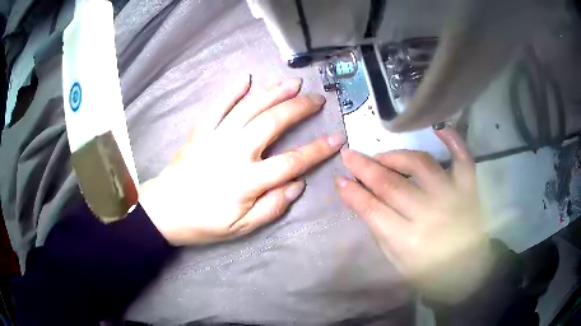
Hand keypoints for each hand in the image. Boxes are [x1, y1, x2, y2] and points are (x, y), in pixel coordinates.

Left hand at [140, 76, 344, 245]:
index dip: (317, 150)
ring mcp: (215, 138)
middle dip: (299, 108)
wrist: (164, 211)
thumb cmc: (203, 223)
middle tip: (317, 99)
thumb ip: (272, 207)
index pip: (291, 162)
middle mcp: (233, 153)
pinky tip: (246, 79)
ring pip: (249, 108)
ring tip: (293, 83)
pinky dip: (233, 91)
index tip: (337, 138)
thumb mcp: (241, 228)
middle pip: (272, 123)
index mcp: (246, 181)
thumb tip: (297, 184)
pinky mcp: (200, 132)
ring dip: (273, 93)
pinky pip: (218, 106)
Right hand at [336, 125, 492, 302]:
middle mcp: (430, 214)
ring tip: (382, 156)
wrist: (468, 272)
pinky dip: (453, 140)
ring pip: (420, 164)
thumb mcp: (398, 261)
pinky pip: (462, 158)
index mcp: (409, 241)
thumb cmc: (430, 272)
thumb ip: (380, 229)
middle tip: (350, 155)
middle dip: (364, 167)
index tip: (339, 179)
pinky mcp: (469, 188)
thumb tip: (361, 199)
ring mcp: (452, 197)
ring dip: (396, 155)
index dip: (353, 192)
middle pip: (391, 184)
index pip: (373, 209)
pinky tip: (439, 129)